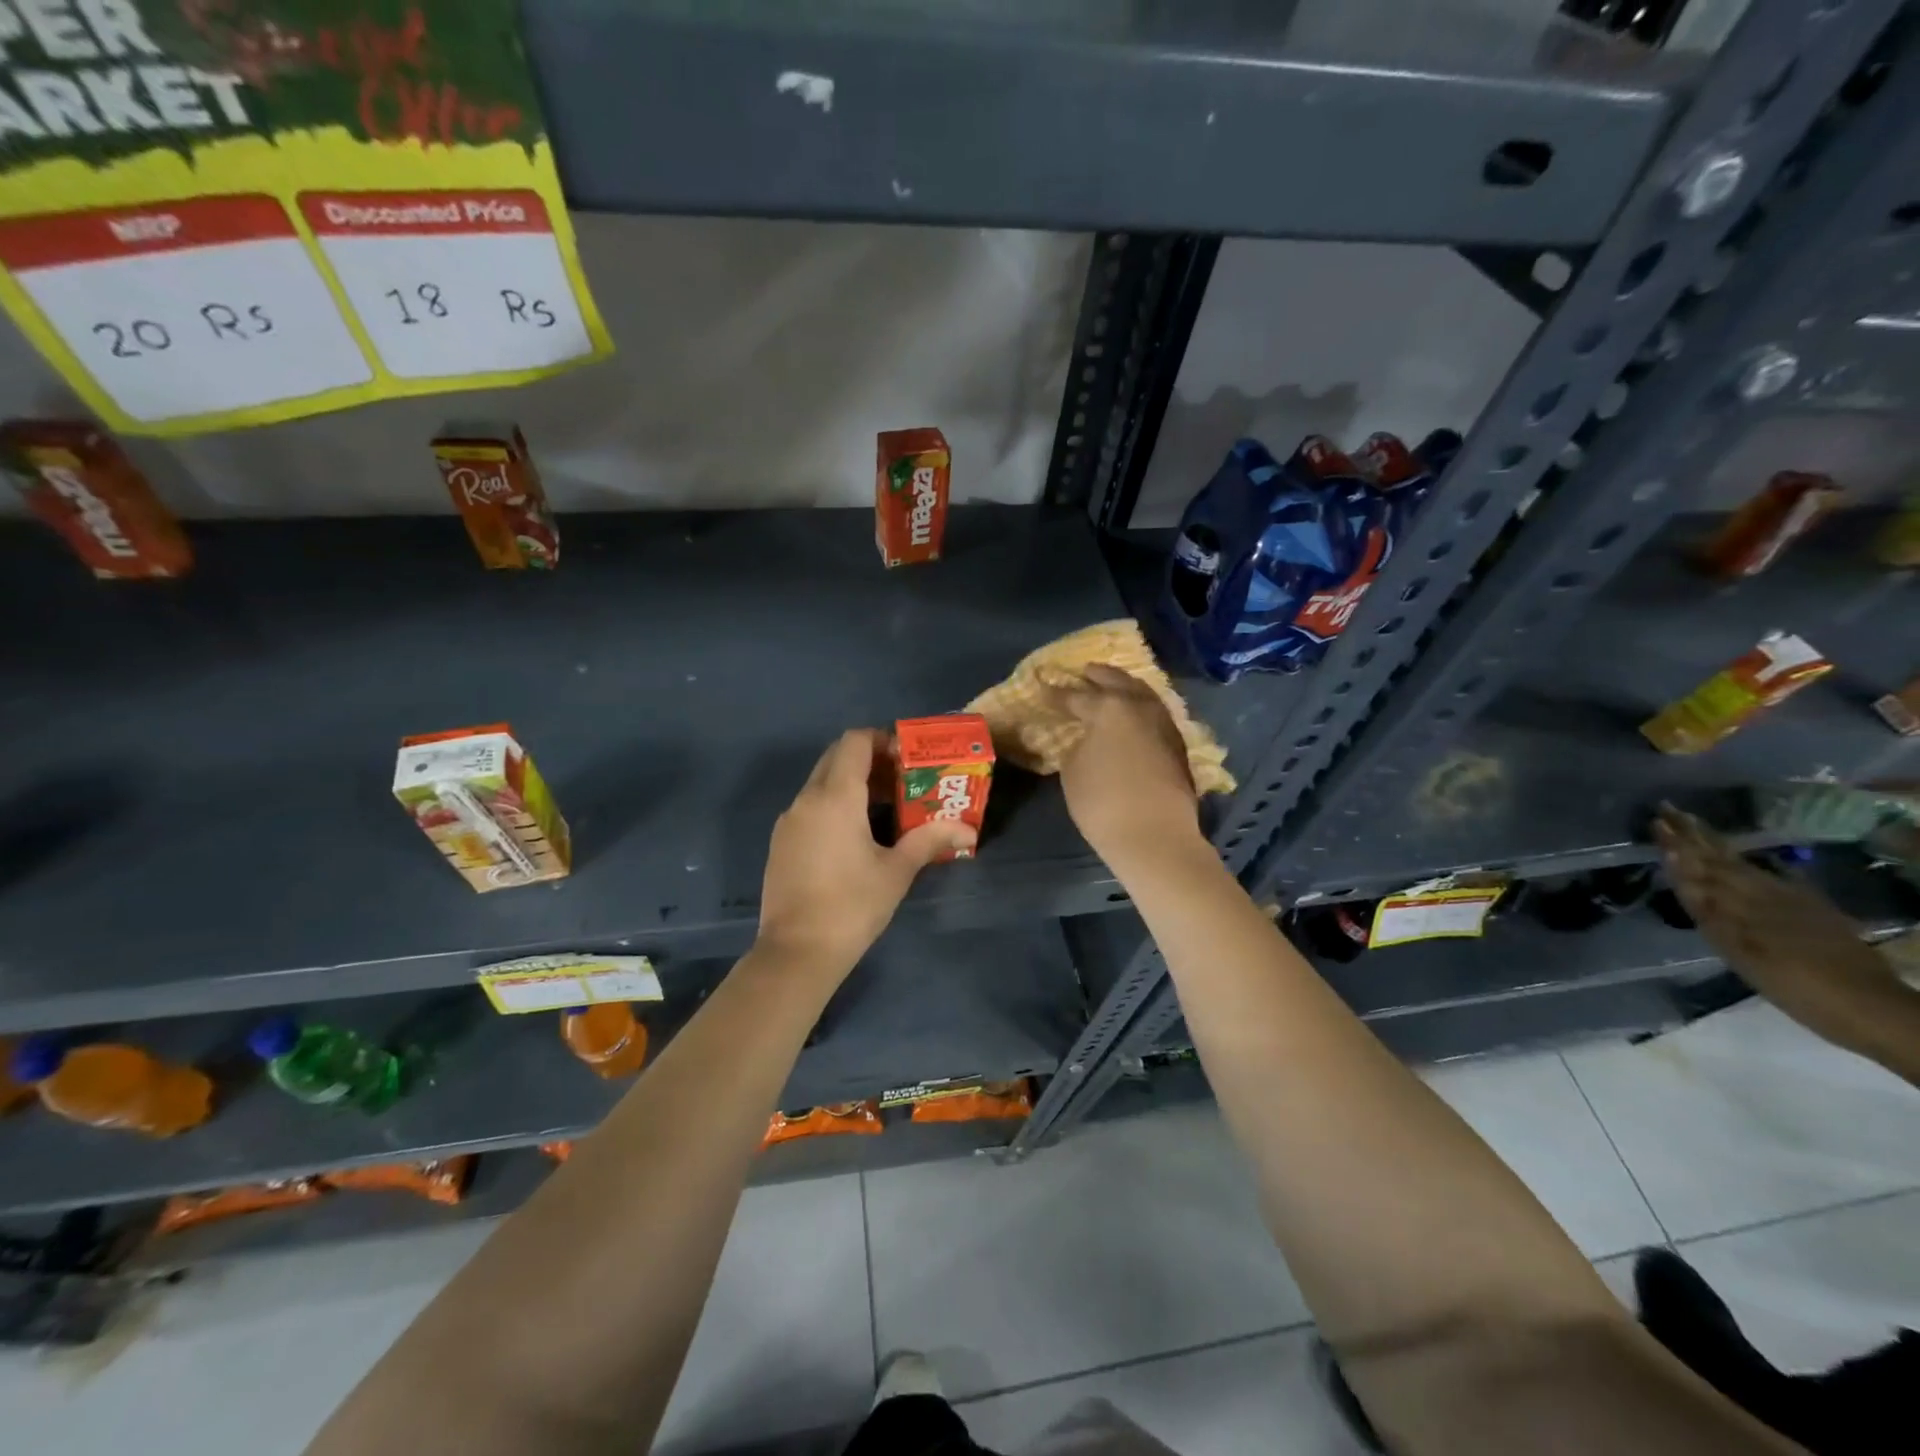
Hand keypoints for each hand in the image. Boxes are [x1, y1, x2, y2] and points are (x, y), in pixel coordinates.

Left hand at [757, 729, 974, 976]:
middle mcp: (807, 799)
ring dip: (850, 783)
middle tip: (900, 780)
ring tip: (884, 809)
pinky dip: (833, 805)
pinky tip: (854, 836)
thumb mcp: (897, 871)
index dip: (881, 740)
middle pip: (836, 757)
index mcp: (836, 797)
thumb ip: (930, 840)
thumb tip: (969, 831)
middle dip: (868, 760)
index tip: (906, 758)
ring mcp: (788, 821)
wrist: (796, 952)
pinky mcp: (780, 842)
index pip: (854, 741)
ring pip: (821, 783)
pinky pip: (809, 807)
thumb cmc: (852, 905)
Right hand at [1046, 664, 1202, 867]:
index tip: (1042, 688)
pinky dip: (1139, 706)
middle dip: (1097, 675)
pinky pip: (1153, 711)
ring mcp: (1163, 722)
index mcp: (1108, 707)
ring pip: (1141, 693)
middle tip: (1083, 672)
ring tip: (1109, 686)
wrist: (1155, 835)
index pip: (1075, 695)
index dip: (1056, 694)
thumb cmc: (1103, 802)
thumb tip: (1087, 738)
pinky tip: (1130, 714)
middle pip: (1116, 681)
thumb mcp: (1073, 770)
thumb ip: (1078, 744)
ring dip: (1123, 686)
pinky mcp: (1177, 742)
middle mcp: (1139, 706)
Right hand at [1654, 804, 1889, 998]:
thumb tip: (1681, 872)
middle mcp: (1764, 895)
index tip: (1656, 819)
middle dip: (1693, 837)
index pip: (1701, 866)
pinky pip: (1773, 879)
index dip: (1678, 844)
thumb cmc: (1797, 987)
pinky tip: (1750, 864)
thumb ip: (1710, 911)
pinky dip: (1753, 868)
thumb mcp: (1744, 954)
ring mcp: (1791, 901)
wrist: (1871, 1007)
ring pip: (1743, 867)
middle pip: (1721, 861)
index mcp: (1744, 904)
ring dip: (1716, 847)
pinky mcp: (1813, 911)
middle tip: (1669, 811)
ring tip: (1697, 830)